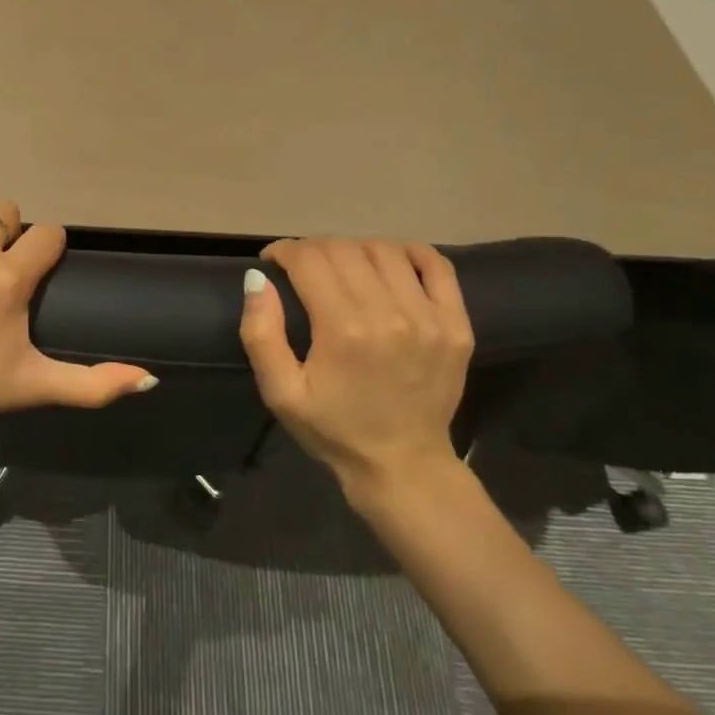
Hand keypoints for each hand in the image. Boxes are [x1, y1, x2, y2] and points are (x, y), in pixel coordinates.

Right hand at [238, 238, 474, 504]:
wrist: (402, 465)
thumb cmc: (332, 429)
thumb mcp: (280, 392)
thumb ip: (261, 334)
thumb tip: (257, 279)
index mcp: (343, 330)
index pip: (309, 260)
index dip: (284, 251)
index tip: (272, 262)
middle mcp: (389, 313)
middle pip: (344, 249)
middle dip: (313, 249)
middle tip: (301, 268)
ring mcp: (430, 317)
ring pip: (384, 250)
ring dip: (354, 248)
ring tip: (340, 267)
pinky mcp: (456, 324)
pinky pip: (436, 265)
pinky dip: (409, 252)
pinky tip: (388, 262)